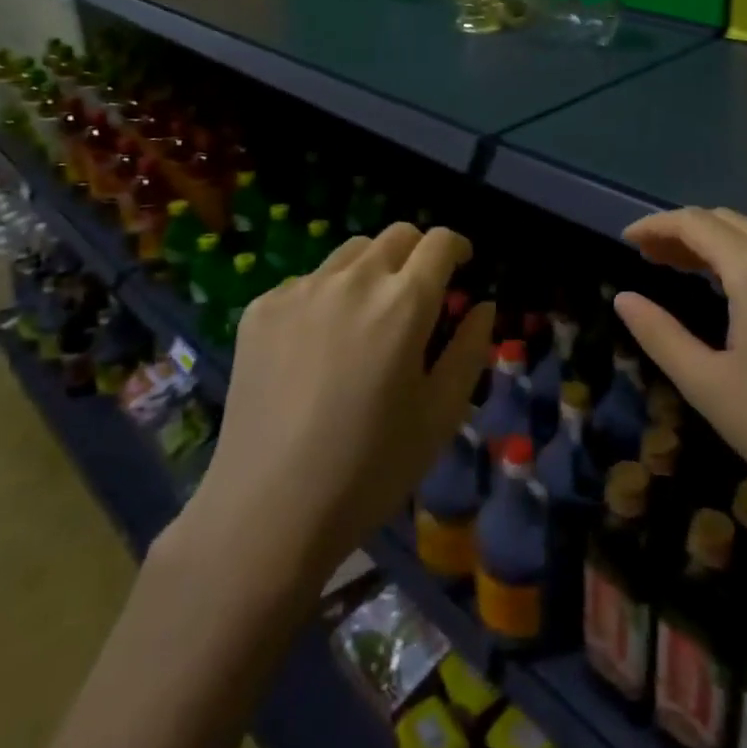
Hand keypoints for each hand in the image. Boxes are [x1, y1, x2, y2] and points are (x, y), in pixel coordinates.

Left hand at [185, 224, 495, 580]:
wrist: (267, 512)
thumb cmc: (370, 469)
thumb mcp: (440, 415)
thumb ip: (470, 349)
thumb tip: (484, 305)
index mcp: (404, 302)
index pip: (440, 242)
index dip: (457, 248)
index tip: (460, 267)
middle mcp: (354, 280)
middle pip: (396, 235)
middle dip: (417, 254)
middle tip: (416, 295)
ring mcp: (302, 289)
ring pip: (351, 252)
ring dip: (372, 269)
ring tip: (366, 317)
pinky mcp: (262, 307)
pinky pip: (308, 281)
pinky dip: (326, 296)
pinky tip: (317, 347)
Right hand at [615, 207, 746, 556]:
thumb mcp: (708, 385)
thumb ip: (659, 333)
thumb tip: (623, 298)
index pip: (695, 223)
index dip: (656, 225)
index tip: (627, 239)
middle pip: (727, 222)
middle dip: (684, 233)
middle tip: (650, 258)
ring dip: (718, 246)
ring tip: (686, 271)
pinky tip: (742, 293)